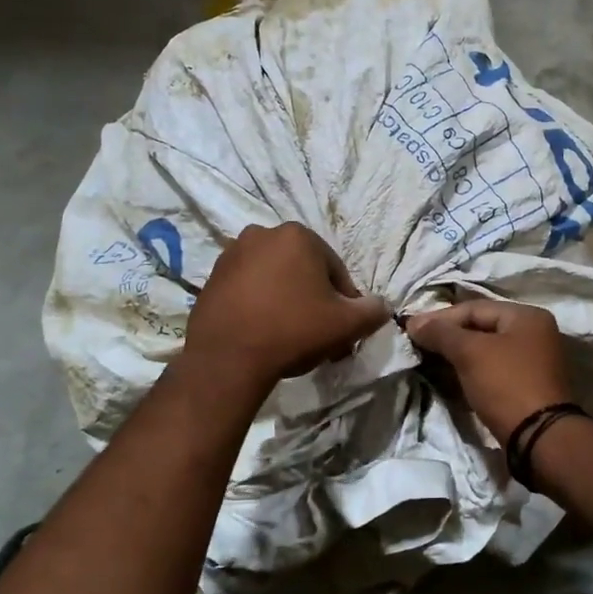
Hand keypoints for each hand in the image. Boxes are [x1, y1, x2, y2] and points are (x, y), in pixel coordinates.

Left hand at [185, 223, 389, 384]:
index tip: (342, 331)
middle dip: (314, 301)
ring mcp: (231, 254)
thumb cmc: (293, 330)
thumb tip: (381, 306)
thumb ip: (373, 310)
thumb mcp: (347, 324)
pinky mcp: (211, 278)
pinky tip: (264, 333)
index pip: (335, 271)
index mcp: (298, 235)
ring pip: (275, 280)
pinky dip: (260, 306)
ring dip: (287, 302)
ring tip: (290, 338)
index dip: (344, 303)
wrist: (227, 359)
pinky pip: (248, 290)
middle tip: (319, 336)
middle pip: (303, 272)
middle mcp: (262, 234)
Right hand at [405, 299, 572, 443]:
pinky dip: (471, 371)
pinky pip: (492, 369)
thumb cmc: (506, 384)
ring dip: (457, 355)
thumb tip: (414, 323)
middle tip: (417, 345)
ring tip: (428, 361)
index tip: (411, 330)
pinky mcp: (527, 386)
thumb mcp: (470, 353)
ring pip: (486, 350)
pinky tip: (450, 378)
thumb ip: (441, 334)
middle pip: (481, 327)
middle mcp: (534, 333)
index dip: (440, 318)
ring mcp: (533, 361)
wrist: (539, 438)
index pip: (474, 308)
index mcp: (526, 316)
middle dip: (448, 337)